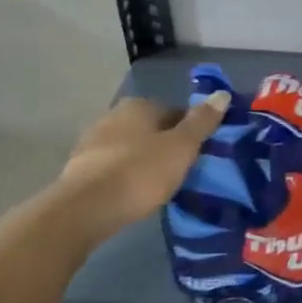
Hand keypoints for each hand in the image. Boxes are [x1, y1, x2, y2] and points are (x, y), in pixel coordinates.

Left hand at [59, 93, 228, 238]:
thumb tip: (222, 93)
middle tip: (180, 171)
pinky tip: (132, 193)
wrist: (86, 208)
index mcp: (139, 106)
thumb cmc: (141, 172)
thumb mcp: (181, 147)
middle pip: (151, 129)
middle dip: (165, 145)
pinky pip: (113, 166)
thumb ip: (202, 122)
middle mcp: (113, 115)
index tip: (198, 155)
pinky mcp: (79, 167)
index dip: (190, 133)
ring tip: (158, 185)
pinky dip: (125, 175)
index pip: (175, 112)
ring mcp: (92, 140)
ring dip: (143, 160)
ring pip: (130, 147)